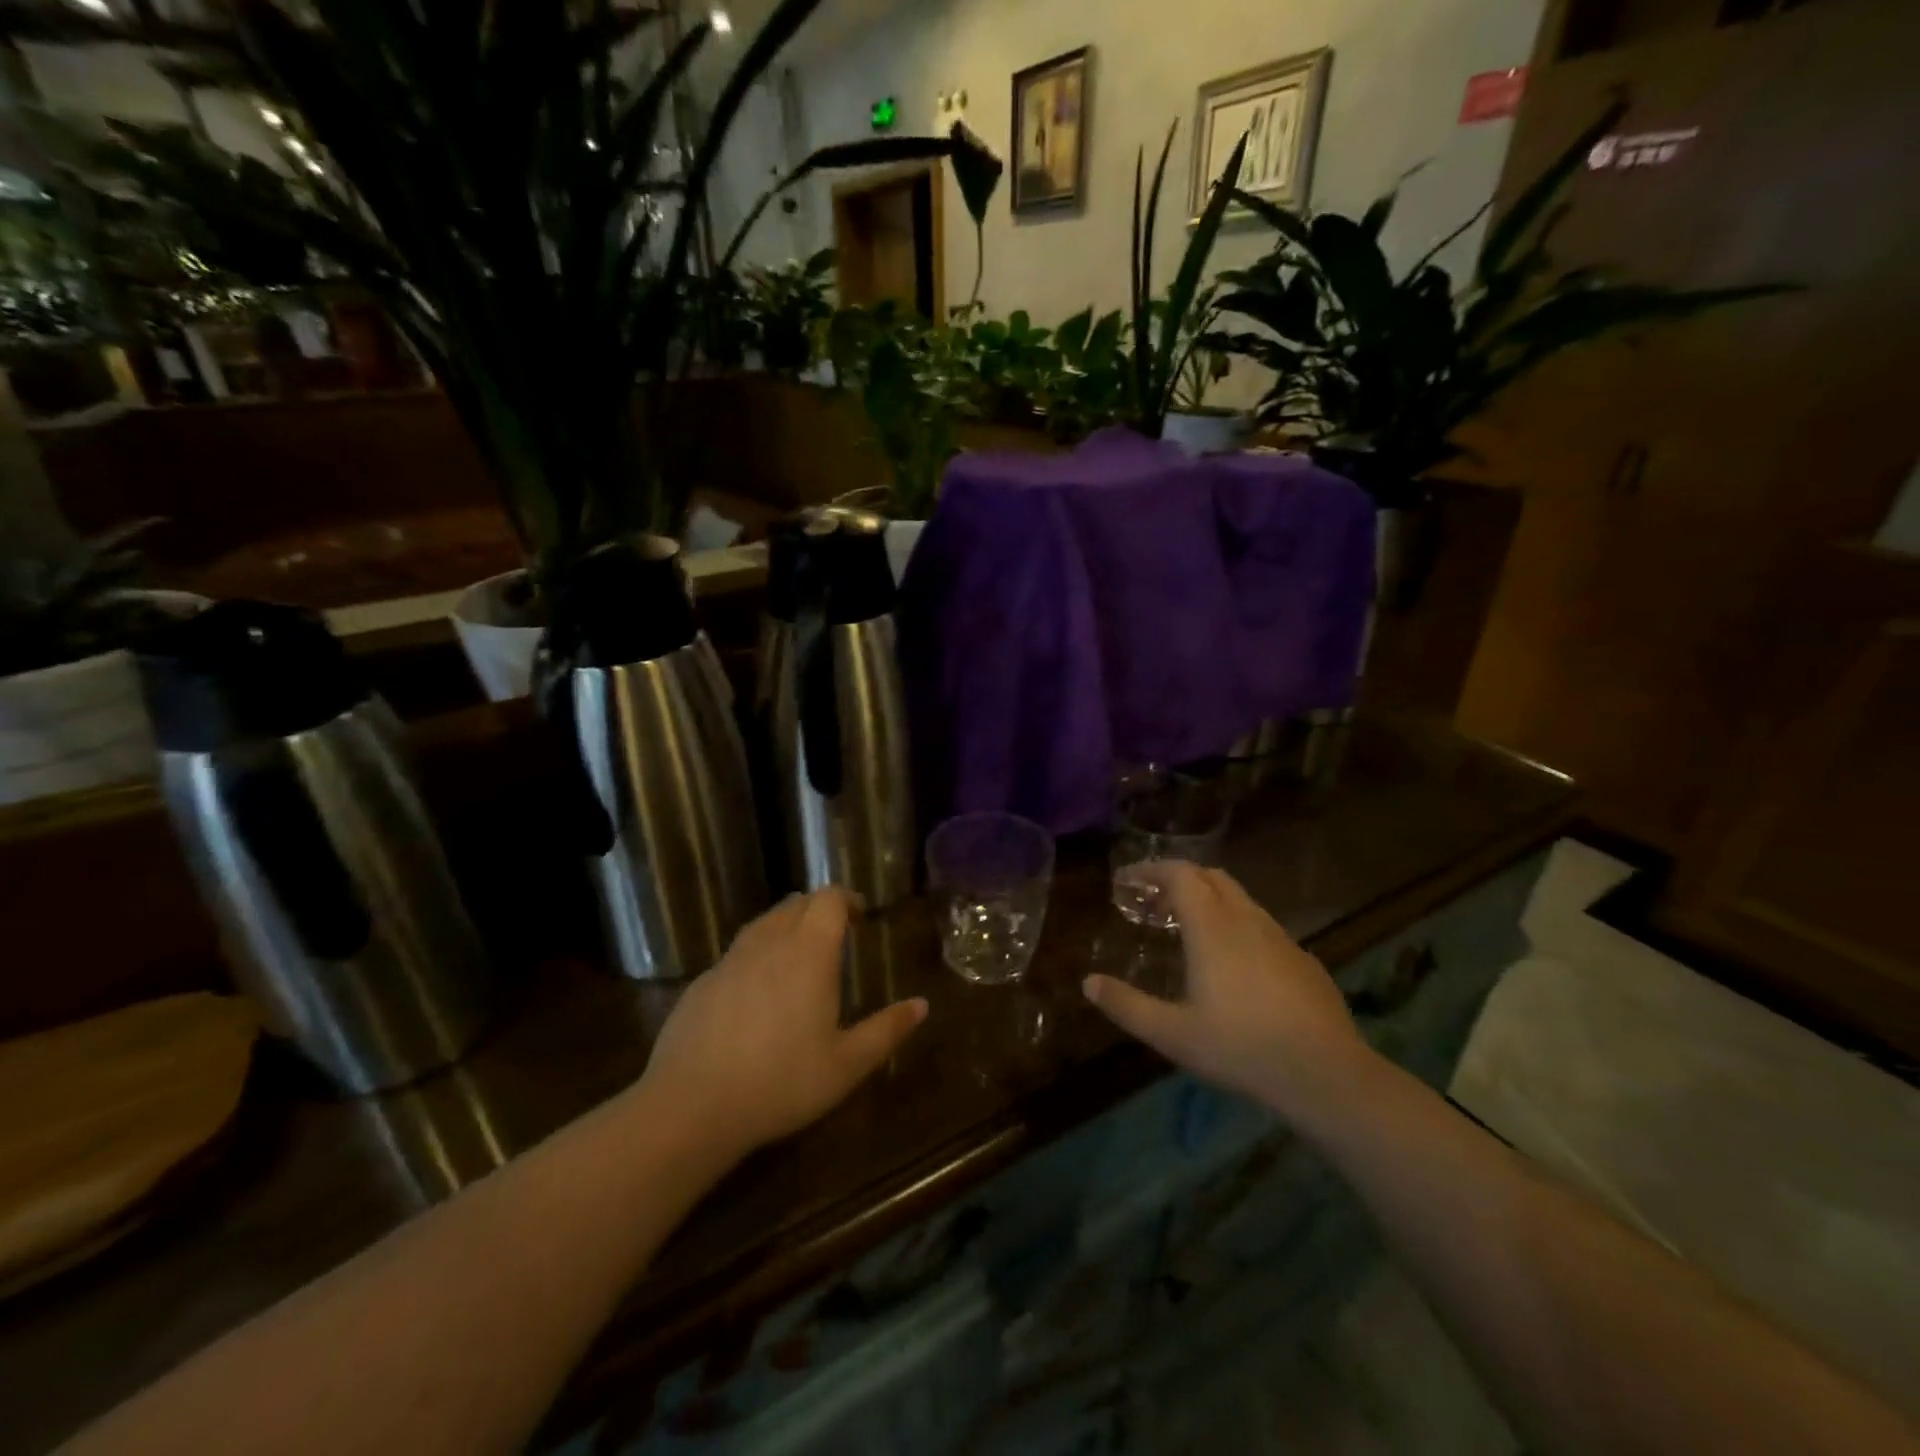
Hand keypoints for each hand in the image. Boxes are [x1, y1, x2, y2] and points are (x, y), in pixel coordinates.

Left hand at [638, 889, 927, 1160]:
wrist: (691, 1106)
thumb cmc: (781, 1082)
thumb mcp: (847, 1065)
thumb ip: (887, 1031)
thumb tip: (922, 1004)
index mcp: (809, 952)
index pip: (828, 899)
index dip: (846, 899)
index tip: (859, 915)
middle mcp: (769, 943)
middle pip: (796, 904)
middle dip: (819, 909)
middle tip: (836, 933)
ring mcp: (730, 960)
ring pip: (763, 923)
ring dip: (786, 926)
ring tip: (799, 955)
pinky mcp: (702, 982)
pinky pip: (737, 952)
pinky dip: (757, 954)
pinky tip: (758, 991)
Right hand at [1084, 862, 1376, 1127]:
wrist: (1326, 1075)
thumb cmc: (1240, 1048)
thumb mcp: (1172, 1034)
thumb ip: (1127, 1005)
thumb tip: (1088, 982)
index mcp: (1211, 928)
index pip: (1180, 875)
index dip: (1150, 870)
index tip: (1127, 881)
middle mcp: (1246, 920)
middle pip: (1210, 877)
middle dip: (1179, 879)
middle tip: (1154, 903)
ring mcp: (1280, 937)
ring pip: (1240, 898)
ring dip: (1209, 899)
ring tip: (1189, 928)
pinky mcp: (1303, 959)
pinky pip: (1262, 924)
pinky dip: (1236, 923)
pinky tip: (1235, 962)